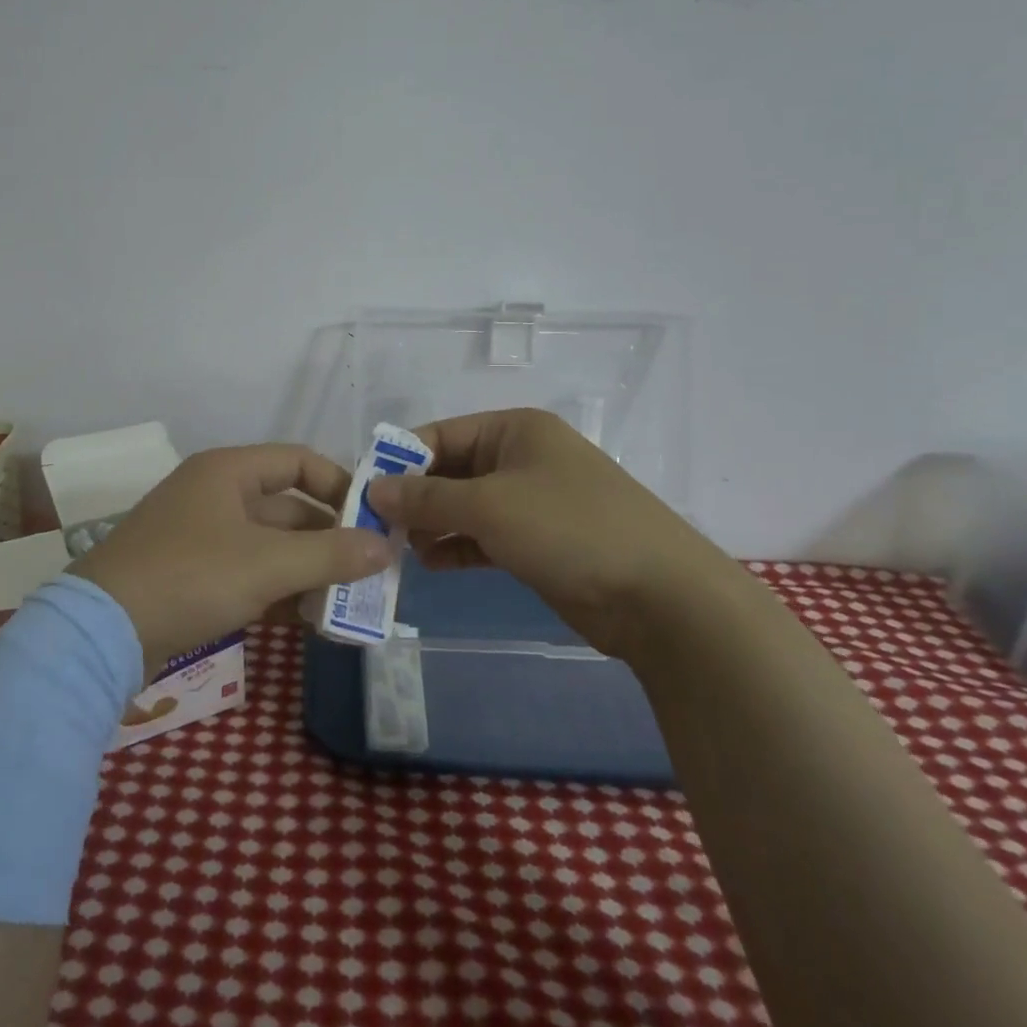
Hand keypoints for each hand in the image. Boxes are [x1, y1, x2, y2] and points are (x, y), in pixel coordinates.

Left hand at [75, 445, 394, 677]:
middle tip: (369, 571)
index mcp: (229, 471)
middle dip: (329, 539)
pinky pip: (248, 571)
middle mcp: (215, 494)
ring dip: (307, 569)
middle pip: (288, 507)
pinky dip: (277, 589)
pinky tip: (307, 619)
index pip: (299, 461)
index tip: (373, 520)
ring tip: (346, 602)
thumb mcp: (268, 564)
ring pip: (269, 544)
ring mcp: (201, 535)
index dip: (340, 485)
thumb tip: (386, 547)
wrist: (101, 633)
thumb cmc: (191, 577)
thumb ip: (331, 554)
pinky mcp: (191, 574)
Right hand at [364, 408, 735, 646]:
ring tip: (400, 549)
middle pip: (452, 470)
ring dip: (433, 525)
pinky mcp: (540, 542)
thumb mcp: (489, 506)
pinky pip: (485, 536)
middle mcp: (523, 458)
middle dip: (416, 497)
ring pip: (467, 506)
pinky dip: (458, 547)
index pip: (442, 434)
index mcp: (515, 430)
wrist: (660, 597)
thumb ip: (427, 497)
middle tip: (377, 527)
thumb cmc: (569, 528)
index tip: (365, 490)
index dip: (402, 460)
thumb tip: (374, 489)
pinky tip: (431, 564)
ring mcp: (534, 502)